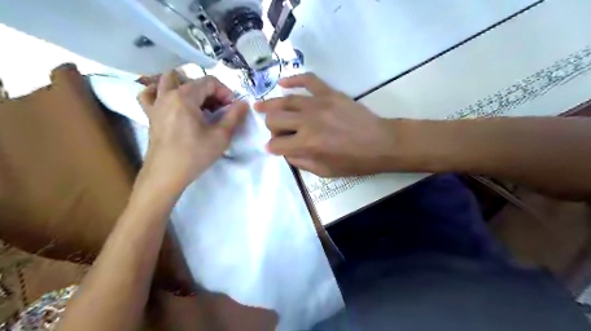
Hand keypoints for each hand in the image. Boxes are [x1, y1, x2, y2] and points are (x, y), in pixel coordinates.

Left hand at [137, 71, 246, 191]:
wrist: (166, 175)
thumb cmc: (194, 155)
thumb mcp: (221, 137)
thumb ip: (234, 117)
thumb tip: (244, 104)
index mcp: (184, 97)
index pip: (209, 82)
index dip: (225, 92)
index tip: (232, 108)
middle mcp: (167, 95)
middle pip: (192, 81)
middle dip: (210, 92)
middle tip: (220, 110)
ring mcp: (156, 104)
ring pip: (169, 81)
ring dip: (187, 87)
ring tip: (198, 103)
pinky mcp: (150, 115)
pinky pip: (150, 94)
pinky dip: (160, 92)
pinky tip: (170, 101)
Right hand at [253, 71, 395, 175]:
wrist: (381, 143)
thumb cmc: (354, 162)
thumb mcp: (325, 171)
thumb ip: (301, 162)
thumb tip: (285, 152)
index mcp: (307, 144)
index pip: (276, 144)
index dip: (272, 148)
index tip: (273, 148)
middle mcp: (307, 122)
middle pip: (275, 119)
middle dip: (270, 127)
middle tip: (277, 131)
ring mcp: (318, 104)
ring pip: (285, 100)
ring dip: (269, 105)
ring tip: (259, 106)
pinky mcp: (329, 93)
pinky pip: (308, 80)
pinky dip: (293, 79)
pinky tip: (282, 83)